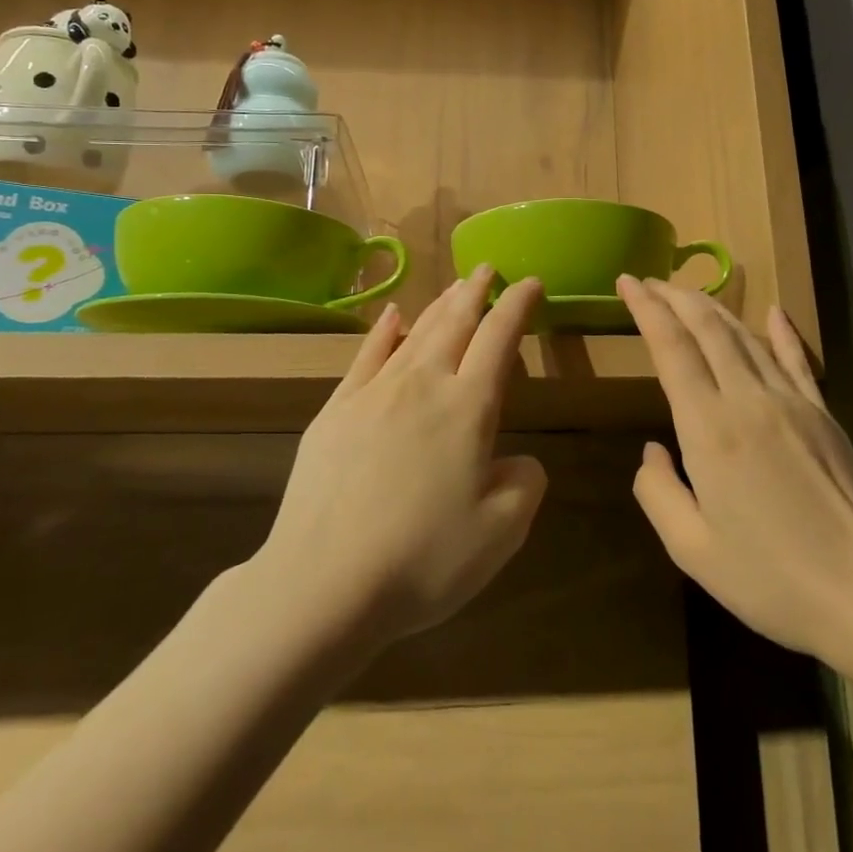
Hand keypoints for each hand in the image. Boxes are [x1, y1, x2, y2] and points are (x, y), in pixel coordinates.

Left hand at [258, 268, 548, 651]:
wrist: (322, 584)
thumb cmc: (423, 560)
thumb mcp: (502, 533)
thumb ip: (526, 483)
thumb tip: (519, 460)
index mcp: (468, 408)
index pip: (499, 338)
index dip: (517, 306)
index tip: (530, 282)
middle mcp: (423, 385)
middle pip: (455, 323)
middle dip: (476, 292)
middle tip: (488, 268)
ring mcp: (374, 393)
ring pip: (415, 333)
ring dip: (439, 305)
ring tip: (454, 286)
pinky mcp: (335, 411)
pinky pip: (365, 356)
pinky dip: (383, 331)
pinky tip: (391, 316)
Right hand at [619, 276, 852, 667]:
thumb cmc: (772, 579)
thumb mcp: (692, 549)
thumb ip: (657, 492)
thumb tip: (651, 451)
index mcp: (709, 428)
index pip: (671, 347)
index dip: (646, 308)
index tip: (627, 282)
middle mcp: (748, 399)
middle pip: (707, 327)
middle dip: (674, 297)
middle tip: (649, 281)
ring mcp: (792, 401)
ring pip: (745, 335)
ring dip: (712, 308)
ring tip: (688, 294)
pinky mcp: (823, 413)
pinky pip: (795, 358)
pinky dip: (778, 329)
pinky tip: (771, 310)